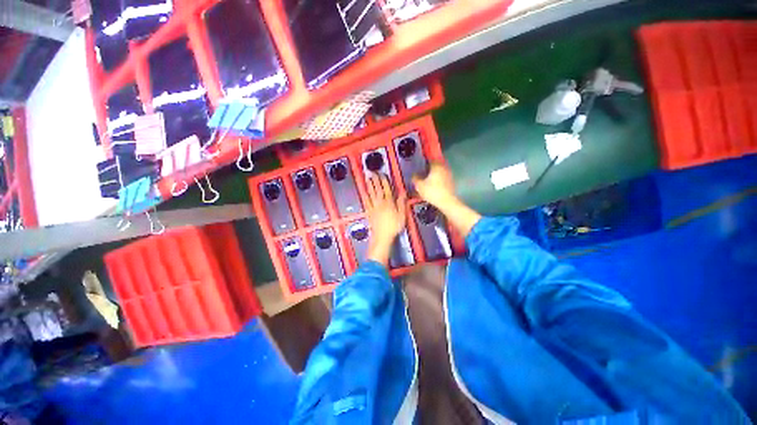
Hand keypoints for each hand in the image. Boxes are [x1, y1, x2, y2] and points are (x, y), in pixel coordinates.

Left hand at [366, 174, 405, 265]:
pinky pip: (366, 202)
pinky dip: (365, 196)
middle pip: (378, 189)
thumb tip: (402, 192)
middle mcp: (380, 202)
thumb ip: (401, 203)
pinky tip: (364, 192)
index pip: (387, 189)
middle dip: (375, 180)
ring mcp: (373, 207)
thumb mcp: (402, 215)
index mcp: (389, 202)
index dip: (384, 181)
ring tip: (368, 178)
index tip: (382, 174)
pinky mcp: (369, 212)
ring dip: (369, 185)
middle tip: (373, 172)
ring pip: (371, 194)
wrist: (382, 236)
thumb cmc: (394, 226)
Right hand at [412, 162, 457, 208]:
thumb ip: (415, 178)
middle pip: (435, 166)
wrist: (447, 202)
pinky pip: (443, 178)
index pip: (430, 160)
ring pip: (440, 172)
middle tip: (423, 173)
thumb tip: (413, 175)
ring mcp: (449, 175)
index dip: (424, 162)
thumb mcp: (419, 186)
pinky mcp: (451, 182)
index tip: (419, 166)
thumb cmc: (432, 192)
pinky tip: (434, 185)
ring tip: (428, 180)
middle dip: (429, 169)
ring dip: (434, 175)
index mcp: (436, 166)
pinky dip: (439, 180)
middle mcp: (444, 168)